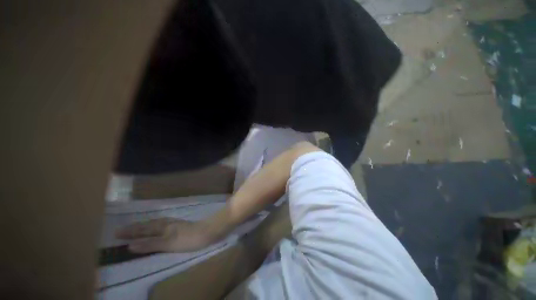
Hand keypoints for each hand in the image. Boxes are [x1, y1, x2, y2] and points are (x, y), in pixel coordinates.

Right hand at [115, 218, 215, 252]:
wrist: (209, 231)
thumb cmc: (189, 238)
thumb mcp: (168, 243)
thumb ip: (150, 244)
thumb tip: (129, 245)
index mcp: (163, 226)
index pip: (142, 229)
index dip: (130, 231)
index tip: (116, 232)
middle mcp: (167, 223)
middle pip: (148, 225)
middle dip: (135, 228)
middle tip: (122, 230)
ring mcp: (175, 224)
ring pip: (155, 224)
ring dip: (145, 227)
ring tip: (137, 228)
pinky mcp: (180, 227)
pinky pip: (162, 226)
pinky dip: (155, 228)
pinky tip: (158, 229)